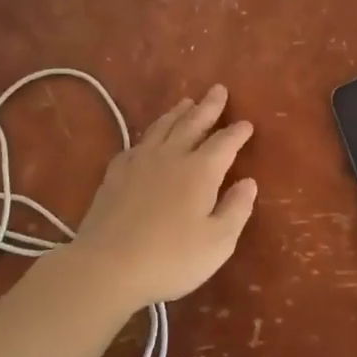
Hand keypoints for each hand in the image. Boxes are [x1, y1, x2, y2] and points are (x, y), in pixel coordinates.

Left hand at [64, 84, 256, 311]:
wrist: (107, 266)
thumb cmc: (171, 258)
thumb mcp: (218, 242)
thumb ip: (236, 209)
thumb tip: (248, 182)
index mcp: (200, 171)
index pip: (224, 143)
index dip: (237, 132)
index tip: (246, 123)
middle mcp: (171, 157)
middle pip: (192, 124)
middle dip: (208, 107)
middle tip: (218, 90)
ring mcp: (139, 162)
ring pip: (162, 128)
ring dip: (177, 113)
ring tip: (186, 102)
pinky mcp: (115, 174)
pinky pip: (136, 145)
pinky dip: (148, 136)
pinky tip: (147, 139)